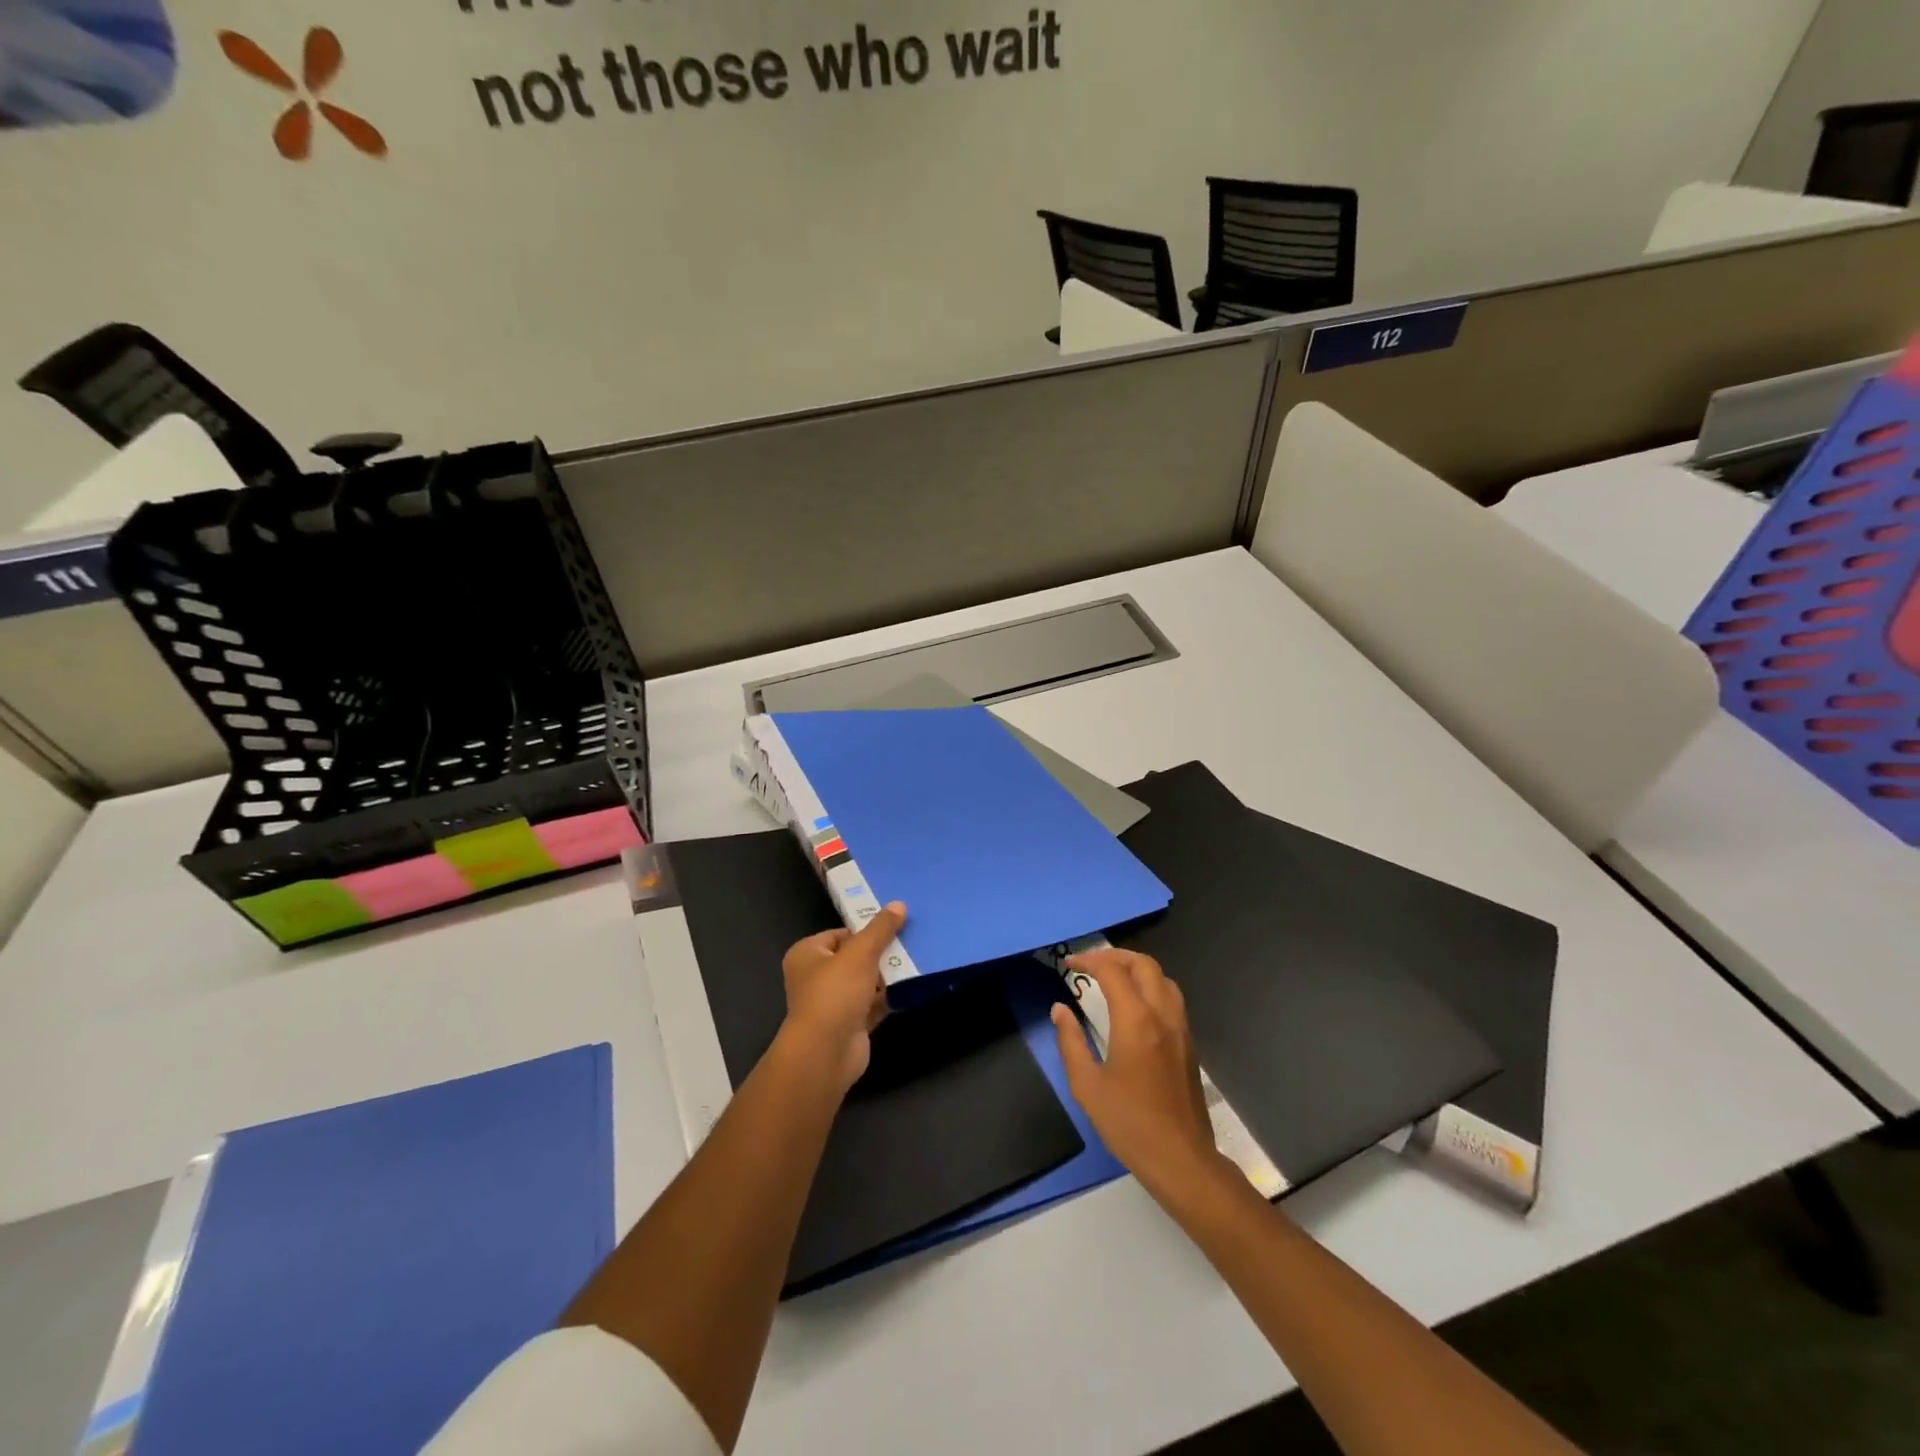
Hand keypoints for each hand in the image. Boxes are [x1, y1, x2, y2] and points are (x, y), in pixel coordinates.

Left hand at [781, 902, 905, 1090]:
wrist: (826, 1053)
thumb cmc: (835, 993)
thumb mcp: (861, 953)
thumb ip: (880, 929)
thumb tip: (899, 904)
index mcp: (807, 954)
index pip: (840, 934)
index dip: (866, 931)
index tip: (894, 928)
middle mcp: (815, 977)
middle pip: (854, 958)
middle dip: (880, 954)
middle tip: (909, 943)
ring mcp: (832, 1003)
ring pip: (865, 982)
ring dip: (887, 976)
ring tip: (915, 962)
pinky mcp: (849, 1025)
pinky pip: (872, 1004)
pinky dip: (888, 998)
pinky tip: (911, 988)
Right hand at [1051, 949, 1216, 1191]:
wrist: (1181, 1159)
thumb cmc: (1129, 1123)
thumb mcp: (1087, 1085)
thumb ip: (1070, 1041)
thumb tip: (1060, 1009)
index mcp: (1136, 1020)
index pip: (1112, 971)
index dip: (1089, 961)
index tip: (1069, 964)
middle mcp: (1162, 1014)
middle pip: (1144, 965)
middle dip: (1115, 956)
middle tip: (1091, 964)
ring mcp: (1180, 1028)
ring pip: (1163, 978)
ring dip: (1137, 969)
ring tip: (1113, 979)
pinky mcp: (1189, 1044)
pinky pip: (1172, 998)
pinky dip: (1151, 987)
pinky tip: (1135, 1006)